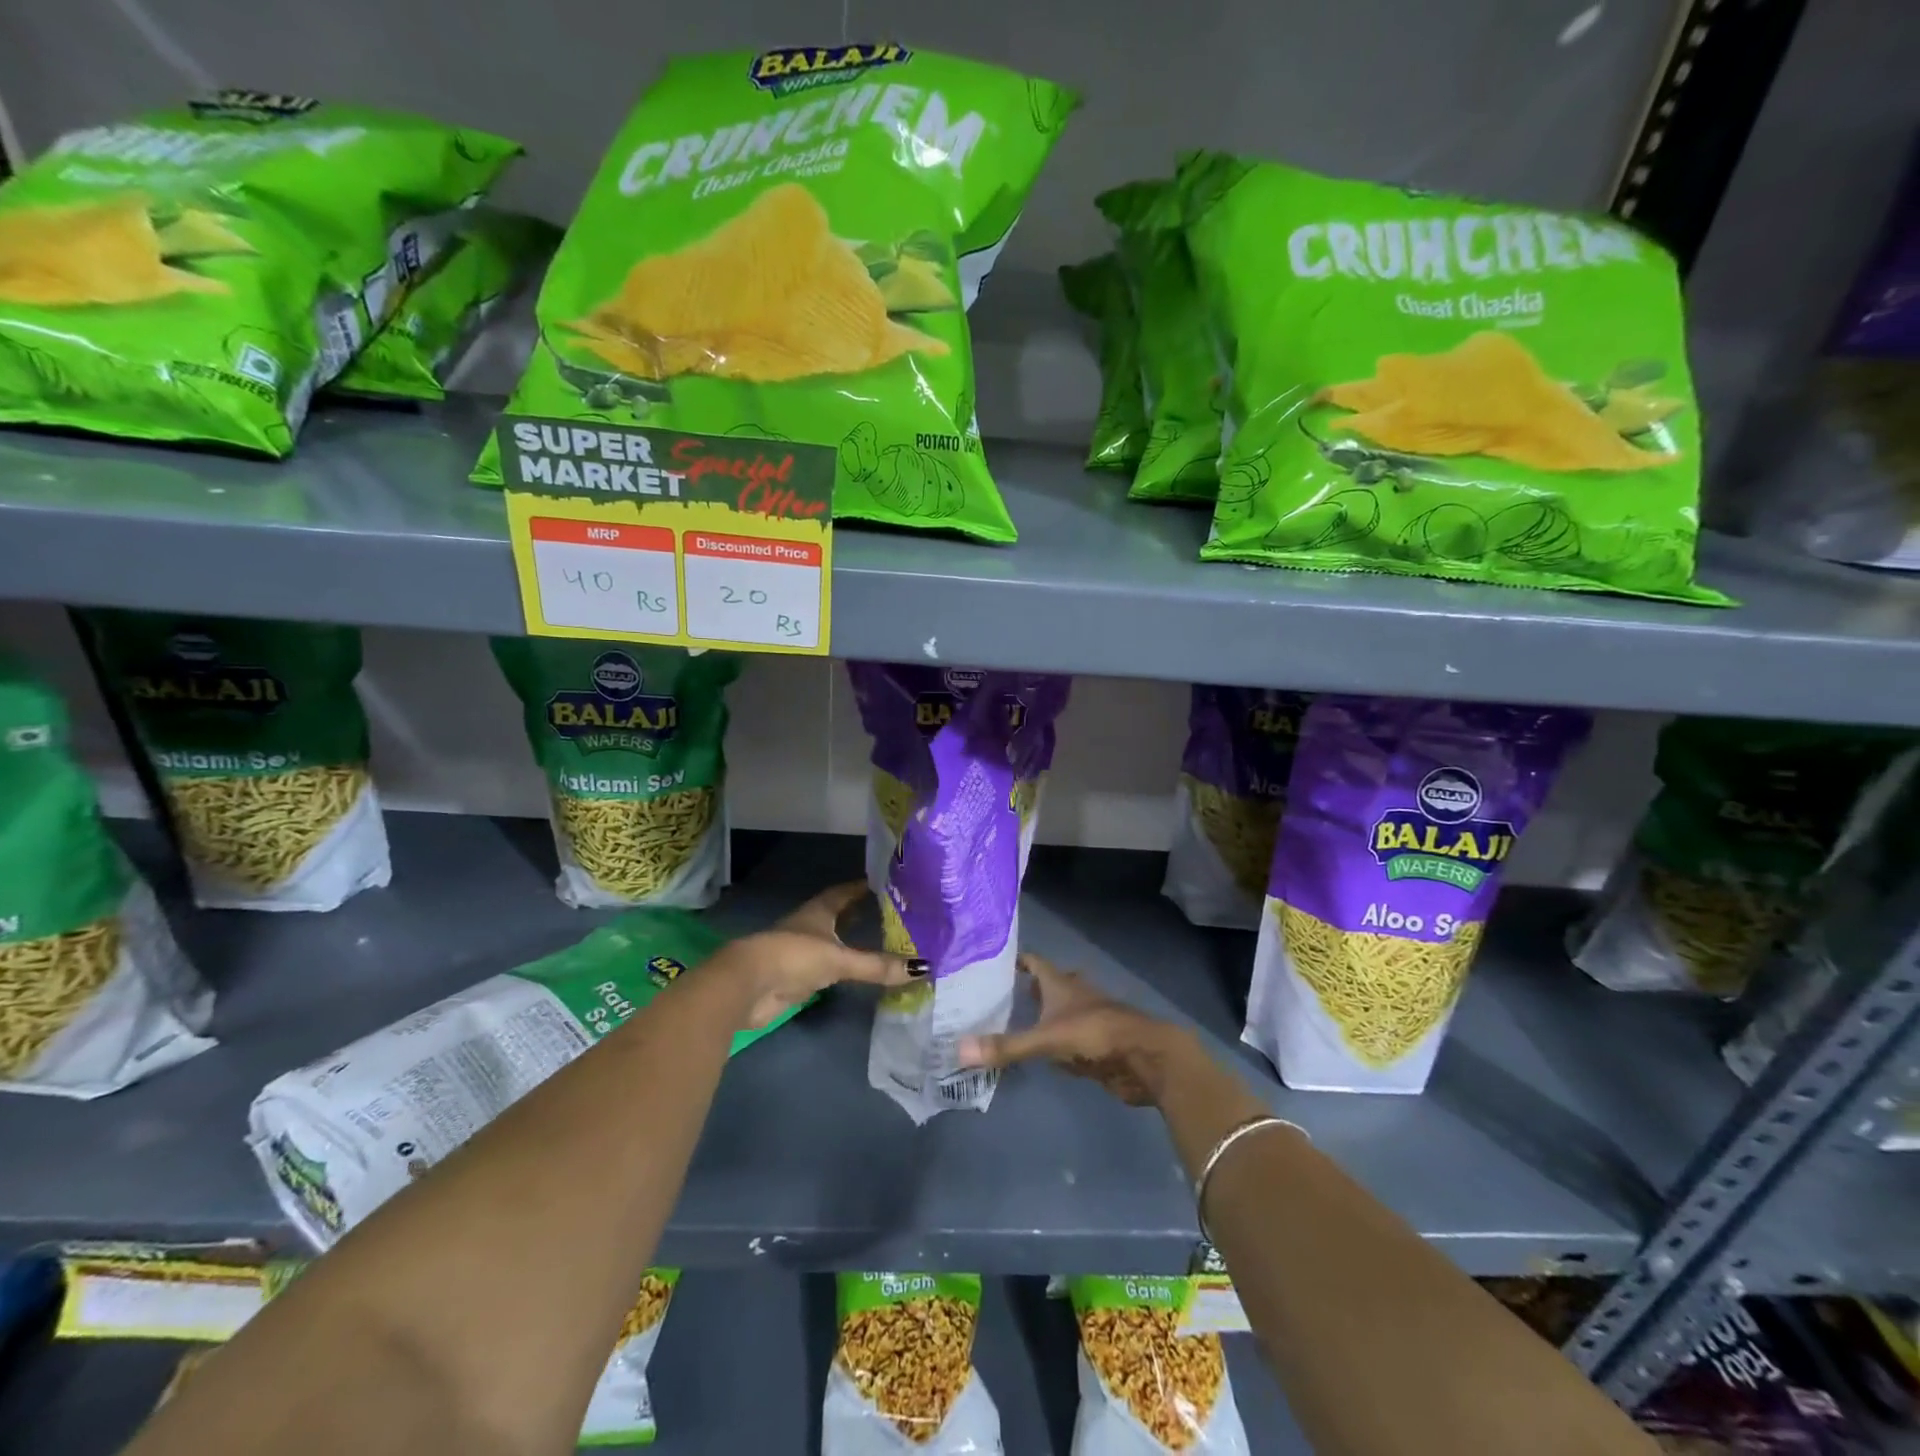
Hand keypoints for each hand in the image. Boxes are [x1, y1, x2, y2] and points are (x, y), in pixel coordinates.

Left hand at [725, 881, 925, 1029]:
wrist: (747, 986)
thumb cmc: (793, 957)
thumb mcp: (839, 959)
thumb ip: (877, 965)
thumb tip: (922, 967)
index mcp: (818, 911)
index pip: (844, 892)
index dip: (862, 887)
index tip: (885, 882)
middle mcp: (810, 926)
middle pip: (837, 915)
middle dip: (859, 913)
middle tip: (889, 912)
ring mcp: (801, 951)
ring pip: (832, 941)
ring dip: (850, 940)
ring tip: (879, 940)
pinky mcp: (797, 977)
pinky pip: (827, 967)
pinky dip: (842, 966)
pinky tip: (856, 970)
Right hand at [957, 953, 1191, 1106]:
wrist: (1146, 1057)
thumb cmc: (1095, 1034)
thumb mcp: (1046, 1040)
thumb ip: (1006, 1046)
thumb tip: (958, 1050)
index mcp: (1061, 983)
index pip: (1034, 962)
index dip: (1016, 960)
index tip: (992, 962)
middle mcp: (1075, 995)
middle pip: (1050, 984)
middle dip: (1028, 988)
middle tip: (998, 996)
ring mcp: (1090, 1019)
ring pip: (1062, 1011)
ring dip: (1045, 1015)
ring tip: (1016, 1022)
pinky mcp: (1100, 1044)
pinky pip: (1072, 1038)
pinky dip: (1058, 1042)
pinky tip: (1045, 1054)